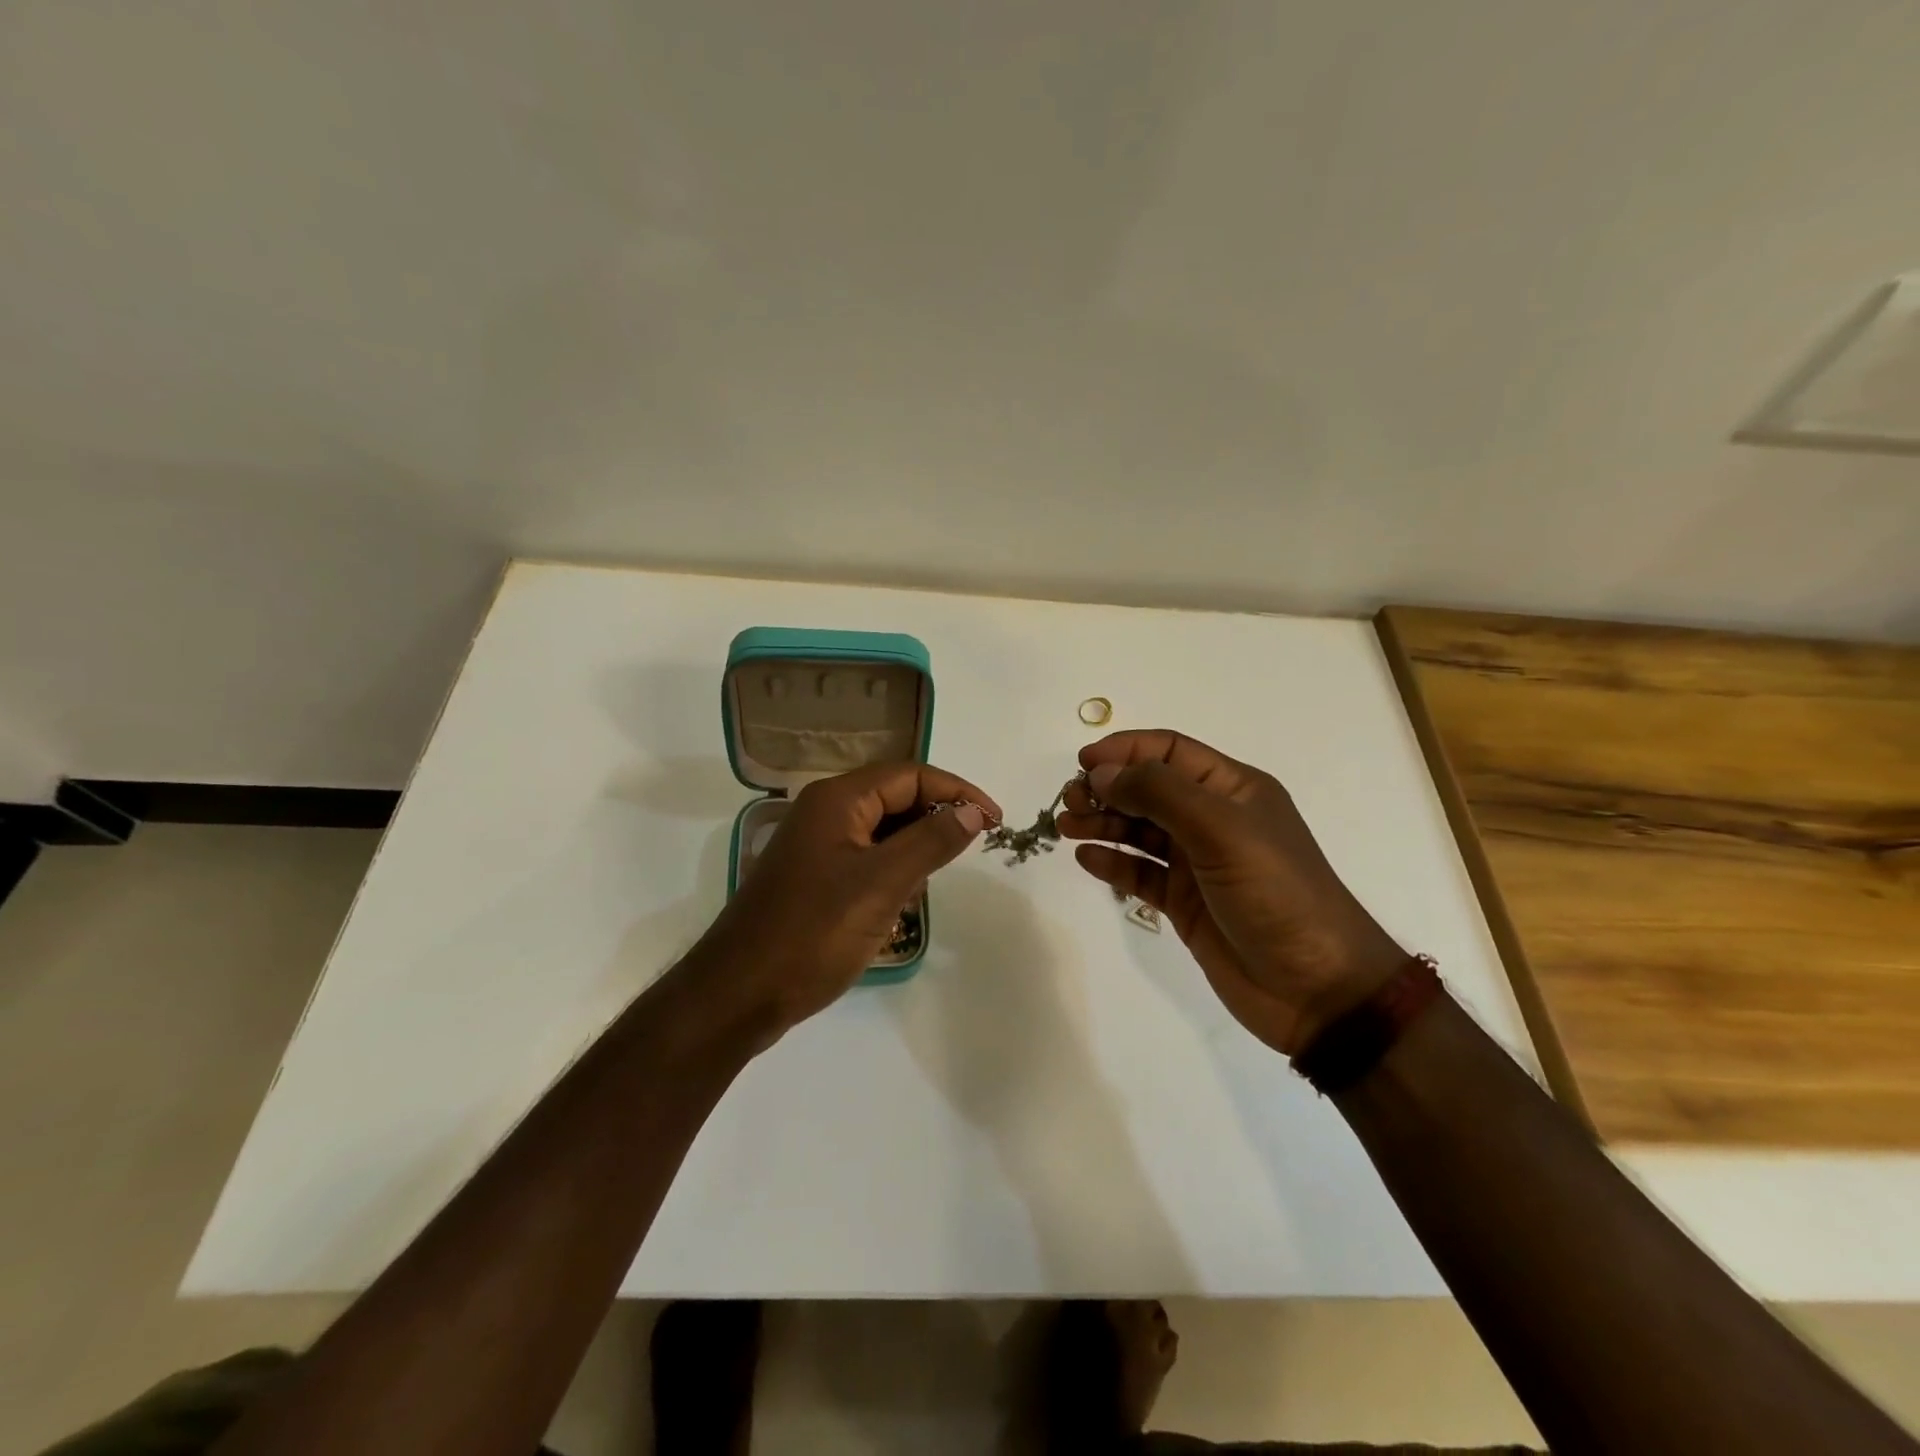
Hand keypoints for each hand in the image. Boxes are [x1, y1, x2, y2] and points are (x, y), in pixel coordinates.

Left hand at [690, 762, 999, 1041]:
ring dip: (912, 851)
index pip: (911, 775)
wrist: (739, 994)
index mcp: (837, 799)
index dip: (957, 793)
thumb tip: (973, 810)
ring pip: (882, 832)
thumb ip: (932, 841)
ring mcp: (815, 846)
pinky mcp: (813, 878)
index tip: (994, 821)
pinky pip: (865, 859)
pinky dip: (890, 873)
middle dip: (934, 821)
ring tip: (924, 888)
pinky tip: (897, 906)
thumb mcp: (882, 884)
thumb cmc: (813, 932)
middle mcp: (824, 812)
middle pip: (895, 798)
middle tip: (966, 854)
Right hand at [1058, 730, 1406, 1054]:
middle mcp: (1212, 819)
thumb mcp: (1221, 830)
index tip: (1082, 764)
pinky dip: (1112, 863)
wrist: (1316, 989)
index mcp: (1232, 789)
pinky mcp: (1184, 902)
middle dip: (1106, 789)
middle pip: (1147, 789)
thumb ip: (1159, 794)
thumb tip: (1102, 773)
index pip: (1168, 751)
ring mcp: (1196, 863)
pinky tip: (1088, 860)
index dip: (1124, 750)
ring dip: (1102, 823)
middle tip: (1070, 804)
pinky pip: (1139, 872)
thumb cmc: (1276, 894)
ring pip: (1138, 830)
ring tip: (1067, 829)